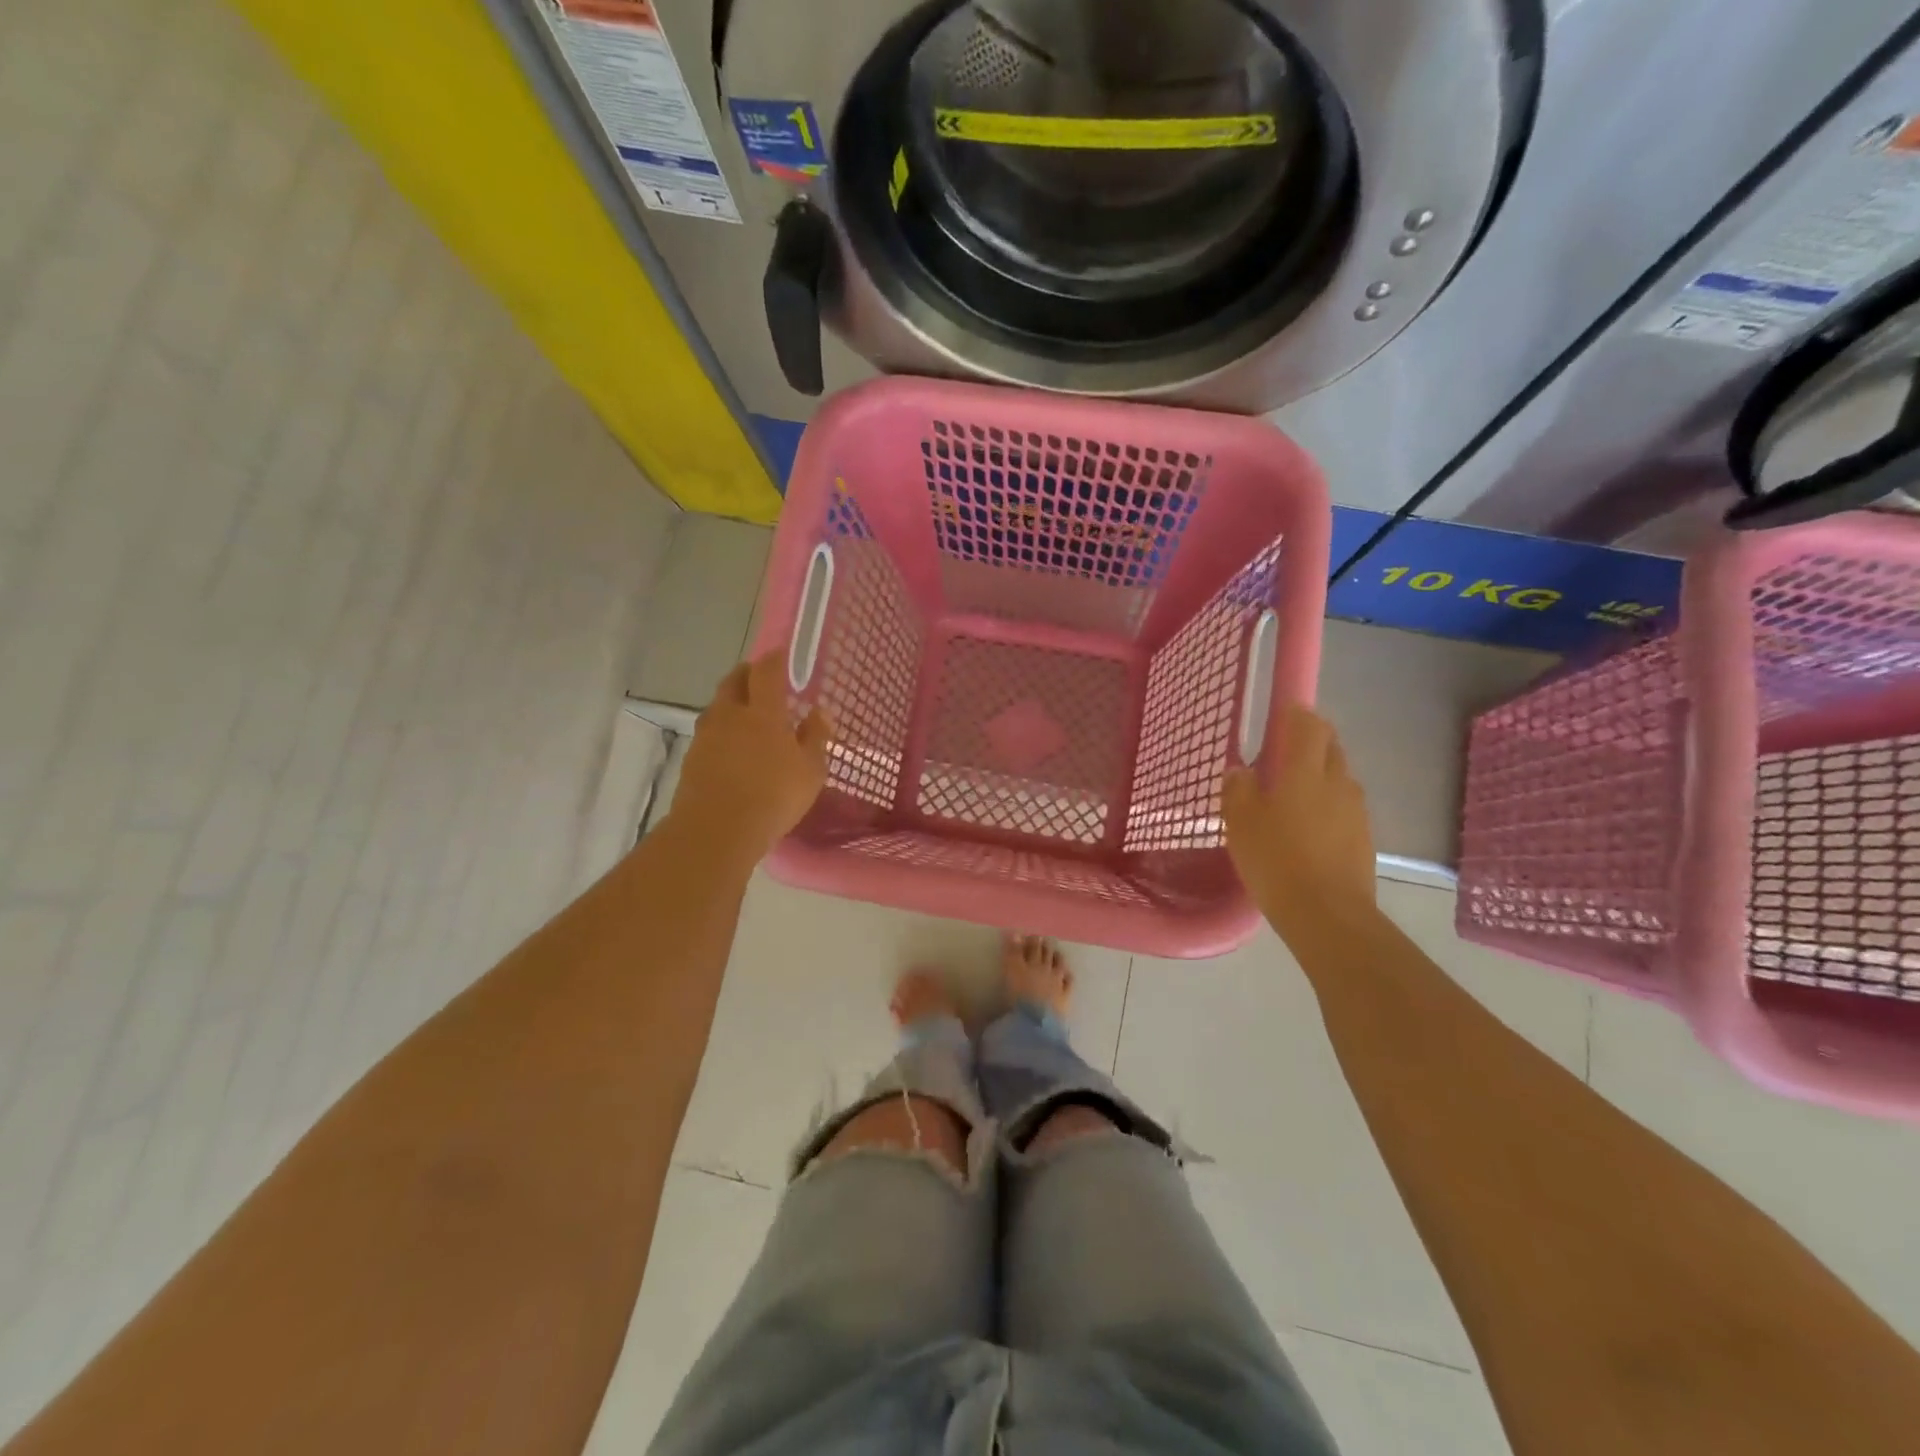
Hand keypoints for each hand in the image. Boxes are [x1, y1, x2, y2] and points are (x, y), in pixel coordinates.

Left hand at [668, 650, 831, 867]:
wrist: (716, 831)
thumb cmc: (773, 796)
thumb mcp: (811, 770)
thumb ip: (816, 737)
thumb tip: (819, 712)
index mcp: (763, 711)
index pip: (767, 670)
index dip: (775, 659)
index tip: (783, 655)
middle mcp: (730, 714)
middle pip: (734, 680)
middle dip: (748, 674)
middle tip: (763, 679)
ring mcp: (707, 735)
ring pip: (719, 705)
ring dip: (733, 701)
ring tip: (749, 714)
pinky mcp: (692, 757)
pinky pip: (710, 732)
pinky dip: (723, 730)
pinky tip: (733, 747)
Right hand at [1223, 704, 1376, 942]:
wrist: (1327, 915)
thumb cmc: (1276, 860)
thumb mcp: (1241, 823)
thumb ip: (1238, 790)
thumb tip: (1241, 771)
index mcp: (1306, 770)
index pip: (1310, 725)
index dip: (1296, 715)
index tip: (1280, 716)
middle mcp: (1338, 781)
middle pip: (1330, 747)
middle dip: (1310, 743)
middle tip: (1280, 758)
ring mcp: (1356, 811)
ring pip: (1338, 778)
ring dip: (1318, 777)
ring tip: (1290, 797)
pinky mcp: (1364, 838)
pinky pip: (1344, 808)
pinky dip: (1327, 807)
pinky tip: (1306, 829)